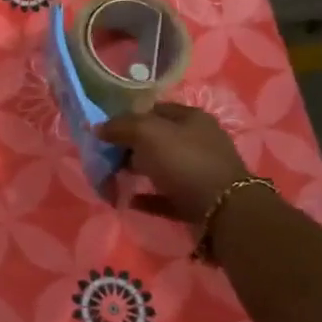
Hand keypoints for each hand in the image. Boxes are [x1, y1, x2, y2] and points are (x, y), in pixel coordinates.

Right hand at [96, 102, 247, 225]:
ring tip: (114, 179)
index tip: (105, 132)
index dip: (127, 118)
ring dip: (137, 171)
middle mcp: (198, 141)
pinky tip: (128, 200)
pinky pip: (165, 195)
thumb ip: (121, 126)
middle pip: (156, 139)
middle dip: (130, 147)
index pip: (153, 110)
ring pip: (161, 167)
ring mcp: (199, 171)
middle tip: (107, 158)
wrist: (223, 211)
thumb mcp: (148, 134)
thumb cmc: (185, 162)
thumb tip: (98, 127)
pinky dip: (146, 197)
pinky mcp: (196, 200)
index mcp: (191, 118)